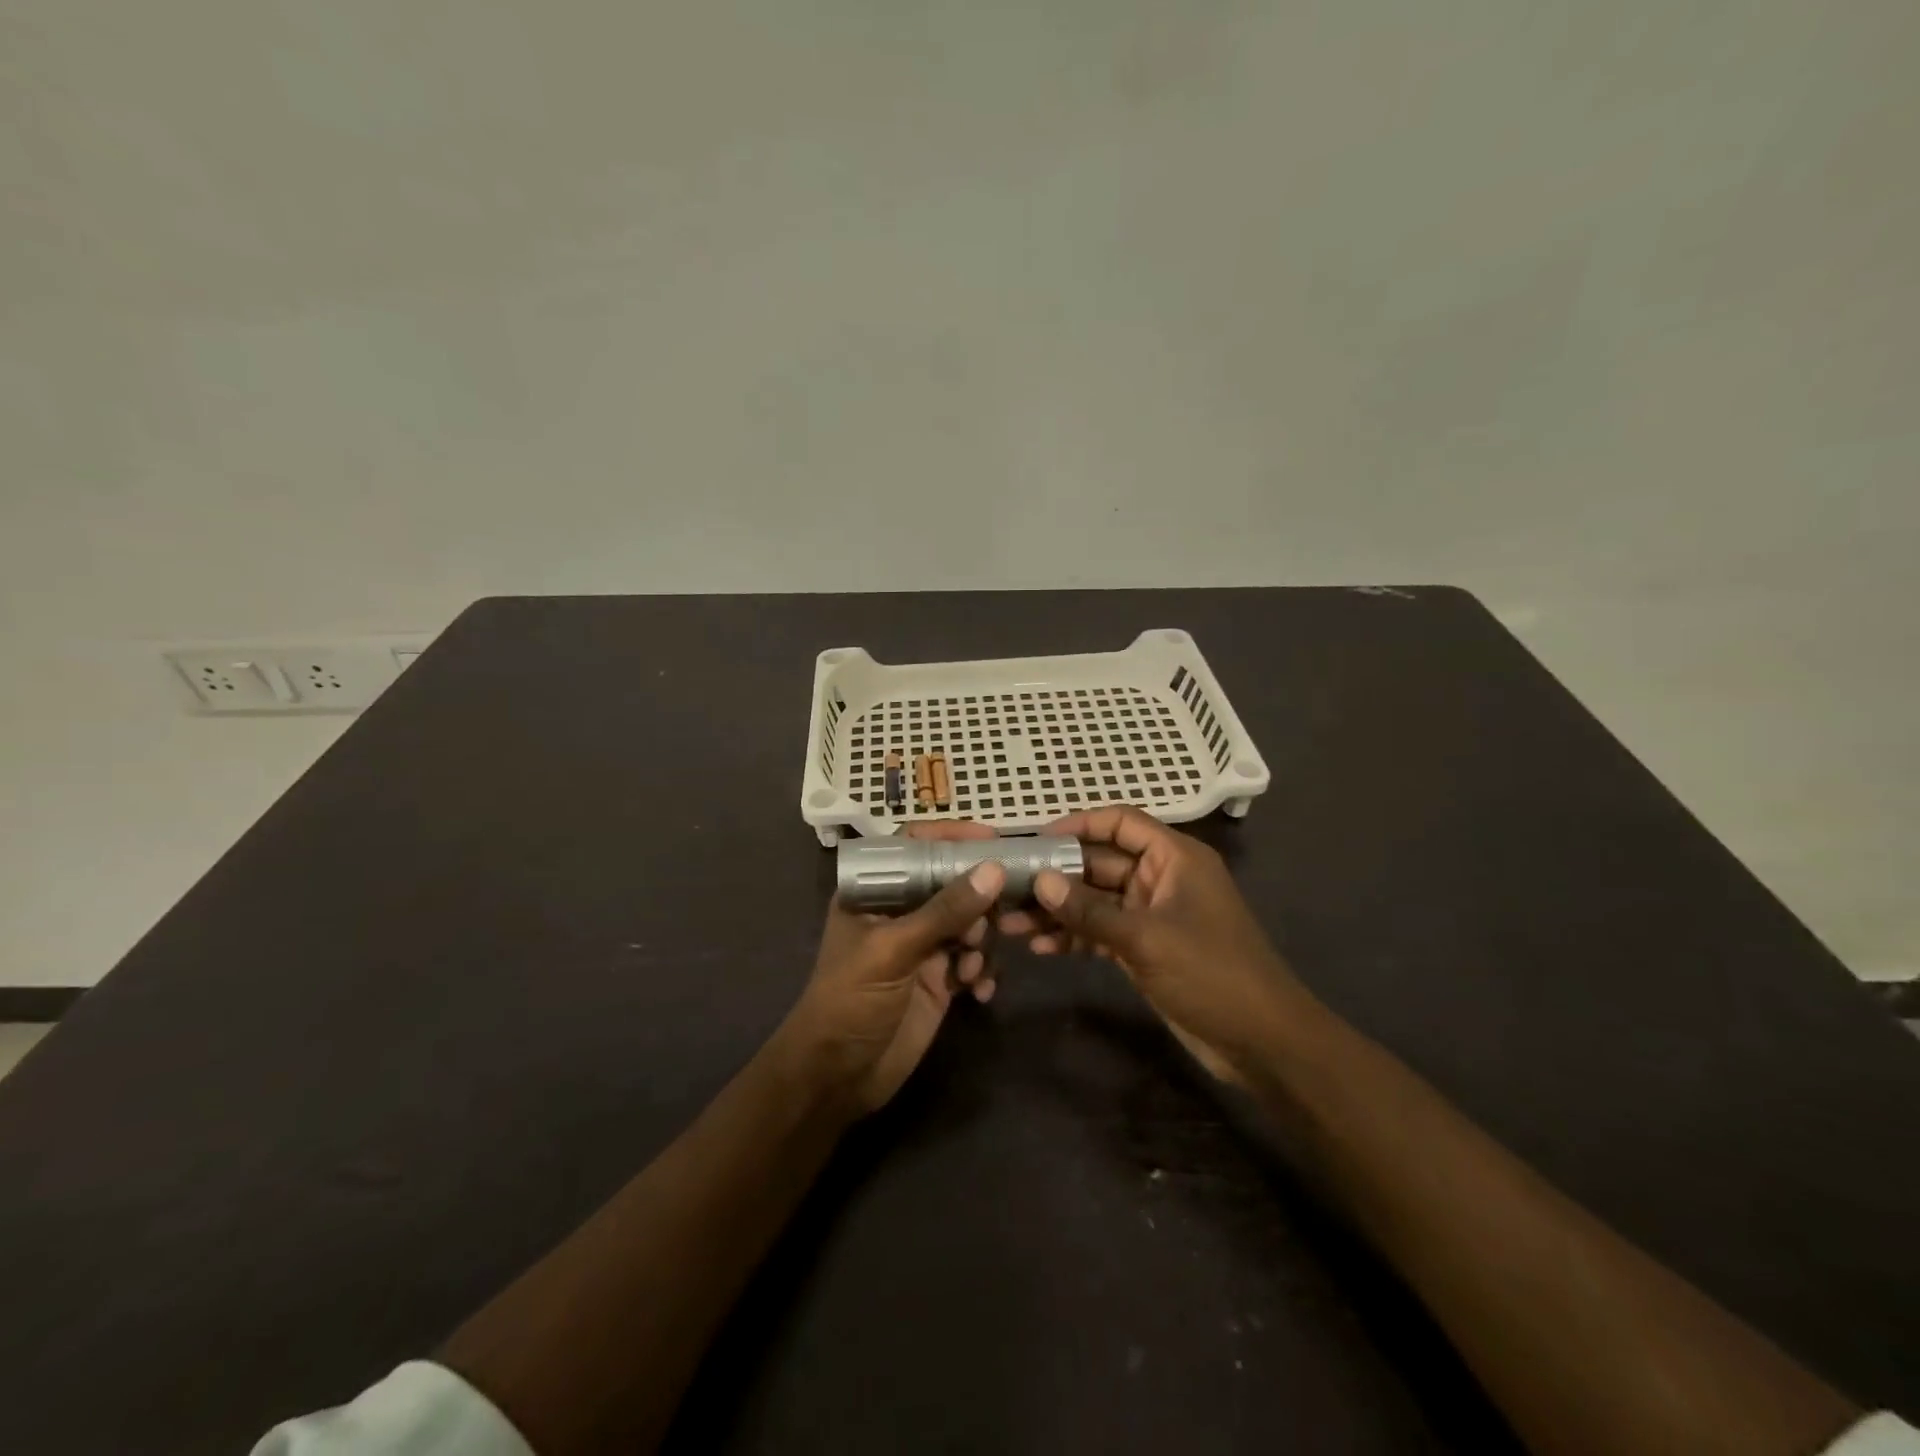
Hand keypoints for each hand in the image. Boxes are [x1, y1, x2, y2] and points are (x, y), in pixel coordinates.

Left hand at [783, 822, 1005, 1113]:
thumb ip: (944, 911)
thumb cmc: (849, 1000)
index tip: (993, 839)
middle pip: (951, 884)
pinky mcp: (940, 981)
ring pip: (969, 923)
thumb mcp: (892, 950)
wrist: (838, 1078)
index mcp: (875, 893)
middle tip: (997, 916)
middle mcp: (901, 913)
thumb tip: (994, 870)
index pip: (914, 847)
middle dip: (977, 899)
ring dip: (980, 941)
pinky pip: (974, 961)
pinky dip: (982, 971)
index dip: (950, 838)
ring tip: (970, 966)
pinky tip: (979, 991)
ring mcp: (923, 948)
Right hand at [999, 806, 1307, 1082]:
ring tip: (1010, 923)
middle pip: (1101, 863)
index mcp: (1174, 858)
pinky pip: (1102, 931)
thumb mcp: (1146, 938)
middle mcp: (1162, 878)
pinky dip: (1075, 937)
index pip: (1121, 823)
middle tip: (1009, 886)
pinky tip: (1040, 948)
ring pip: (1096, 900)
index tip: (1036, 839)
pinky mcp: (1145, 948)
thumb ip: (1090, 910)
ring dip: (1058, 911)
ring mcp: (1152, 915)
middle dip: (1057, 876)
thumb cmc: (1211, 973)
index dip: (1079, 824)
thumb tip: (1040, 881)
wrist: (1261, 1041)